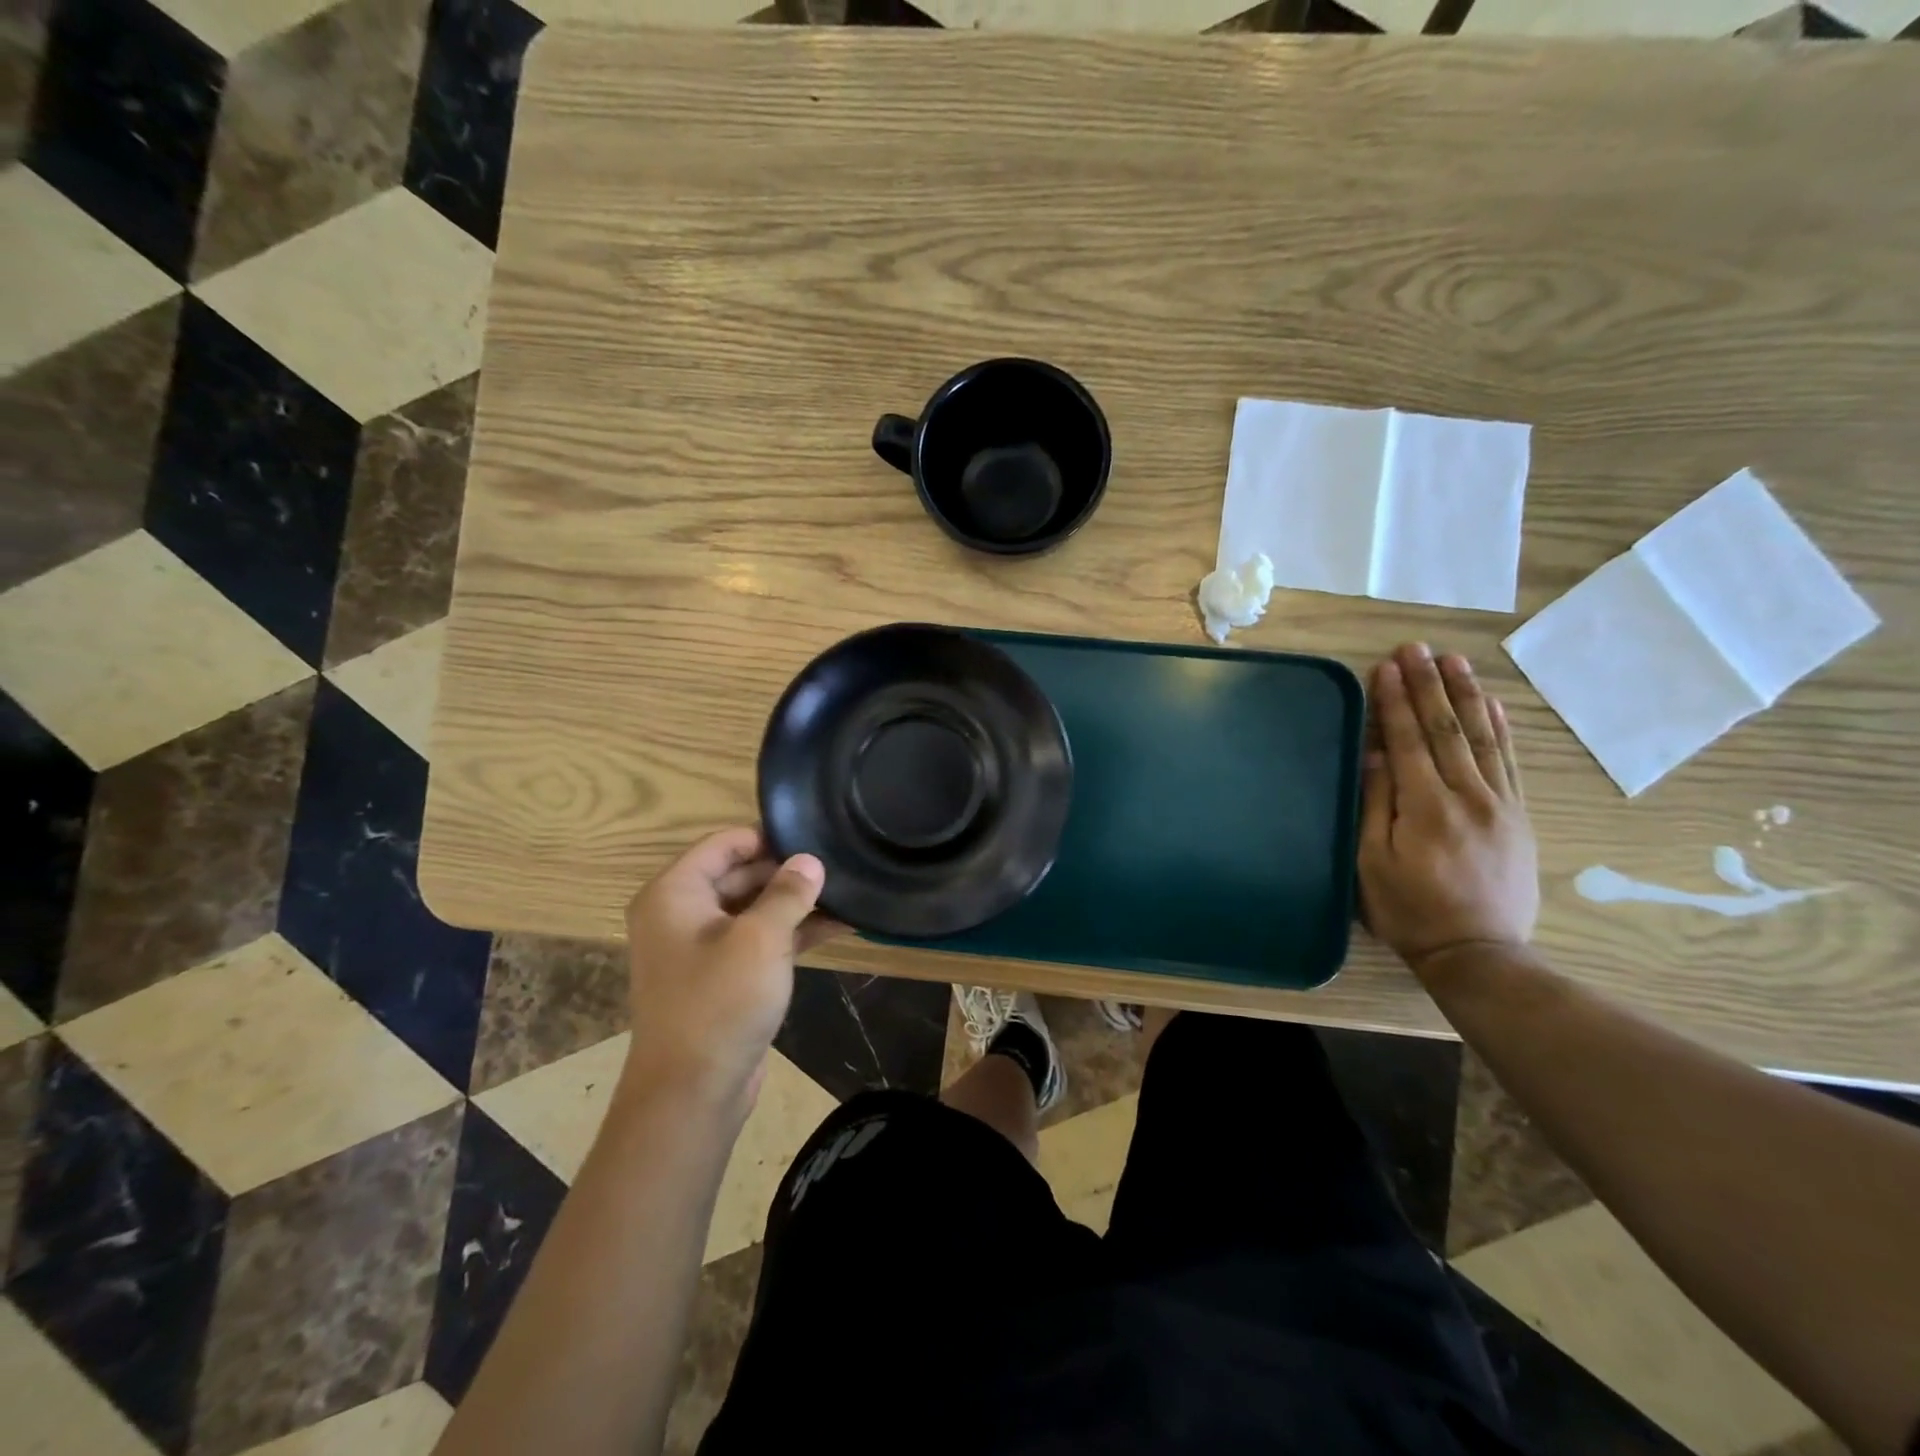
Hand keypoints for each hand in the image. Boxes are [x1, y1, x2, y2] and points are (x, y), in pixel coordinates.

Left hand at [621, 828, 843, 1107]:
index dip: (768, 837)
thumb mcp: (761, 939)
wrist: (691, 1093)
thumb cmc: (720, 1002)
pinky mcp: (721, 977)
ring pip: (753, 909)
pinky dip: (791, 933)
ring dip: (795, 904)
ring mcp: (701, 948)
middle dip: (787, 872)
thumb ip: (789, 892)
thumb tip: (810, 860)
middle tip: (837, 866)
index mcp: (674, 893)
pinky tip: (836, 927)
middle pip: (739, 874)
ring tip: (846, 893)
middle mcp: (681, 914)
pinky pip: (757, 940)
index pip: (724, 843)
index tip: (814, 837)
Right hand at [1358, 643, 1538, 978]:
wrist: (1480, 953)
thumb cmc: (1410, 910)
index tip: (1384, 667)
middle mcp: (1468, 796)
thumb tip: (1374, 753)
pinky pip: (1510, 762)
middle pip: (1446, 730)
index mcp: (1425, 807)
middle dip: (1428, 685)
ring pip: (1483, 737)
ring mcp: (1500, 804)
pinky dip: (1500, 728)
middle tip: (1416, 648)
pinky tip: (1492, 705)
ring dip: (1465, 695)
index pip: (1407, 741)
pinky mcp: (1518, 815)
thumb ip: (1376, 804)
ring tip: (1453, 661)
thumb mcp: (1372, 862)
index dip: (1394, 702)